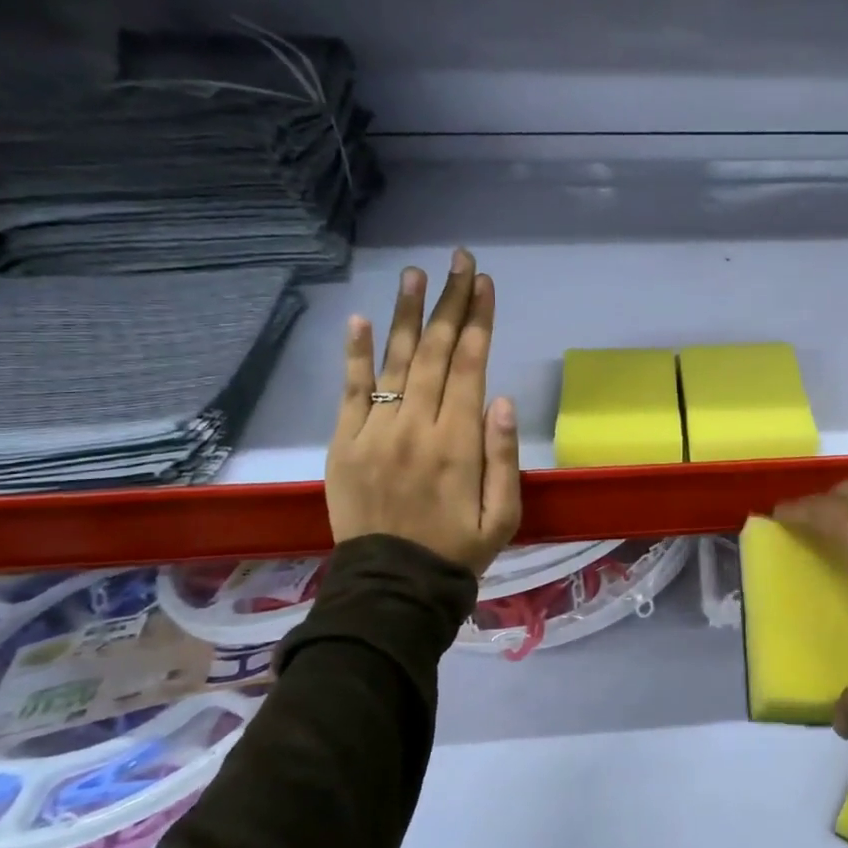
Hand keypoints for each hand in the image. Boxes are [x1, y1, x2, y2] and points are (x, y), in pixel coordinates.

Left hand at [325, 248, 521, 572]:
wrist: (392, 587)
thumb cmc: (458, 549)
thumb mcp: (503, 514)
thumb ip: (504, 456)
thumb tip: (503, 399)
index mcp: (459, 443)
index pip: (472, 366)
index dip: (479, 321)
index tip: (485, 284)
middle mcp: (417, 427)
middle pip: (438, 352)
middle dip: (451, 303)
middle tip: (460, 260)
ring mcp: (375, 433)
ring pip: (396, 361)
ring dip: (408, 315)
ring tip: (417, 274)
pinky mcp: (344, 444)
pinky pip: (351, 391)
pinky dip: (356, 355)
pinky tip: (361, 319)